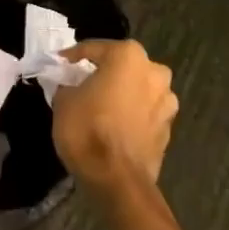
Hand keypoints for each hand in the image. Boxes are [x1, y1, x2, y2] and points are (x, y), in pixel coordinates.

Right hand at [52, 40, 177, 194]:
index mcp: (128, 56)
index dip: (73, 57)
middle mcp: (153, 72)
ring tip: (101, 106)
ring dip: (122, 93)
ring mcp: (166, 101)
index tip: (59, 64)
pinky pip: (145, 112)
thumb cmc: (87, 129)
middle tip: (83, 83)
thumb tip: (71, 85)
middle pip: (122, 66)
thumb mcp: (64, 100)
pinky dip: (131, 114)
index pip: (94, 49)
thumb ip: (69, 84)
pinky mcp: (169, 128)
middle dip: (105, 72)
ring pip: (138, 89)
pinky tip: (115, 125)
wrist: (117, 180)